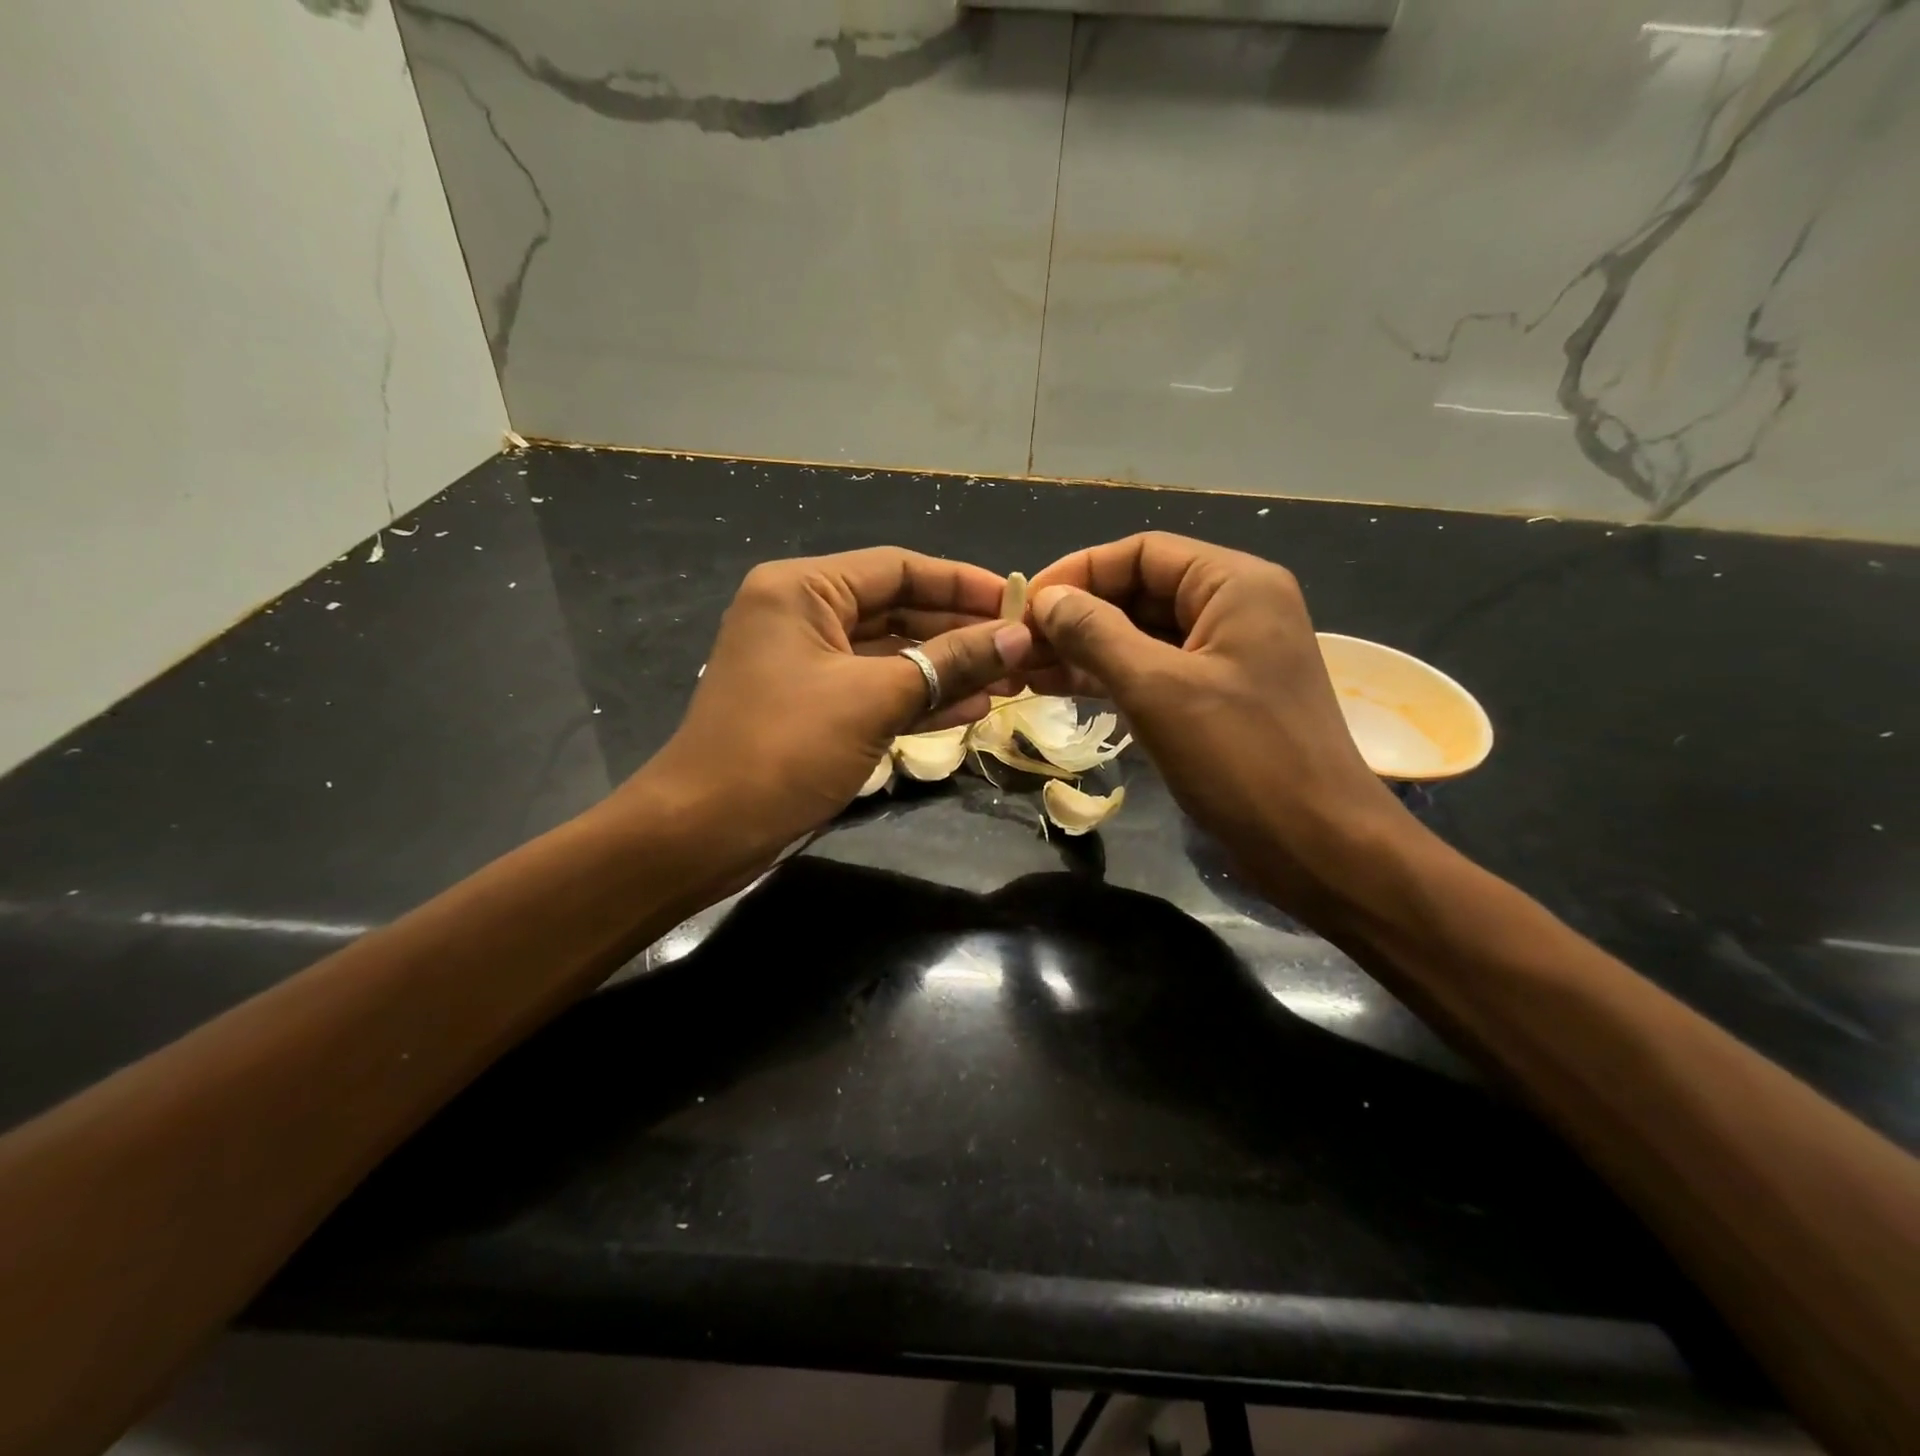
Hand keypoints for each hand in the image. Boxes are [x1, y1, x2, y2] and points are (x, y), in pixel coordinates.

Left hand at [629, 548, 1031, 876]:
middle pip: (898, 609)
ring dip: (948, 668)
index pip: (899, 568)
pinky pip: (878, 689)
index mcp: (803, 590)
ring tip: (1010, 682)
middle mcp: (803, 615)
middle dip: (960, 632)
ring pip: (893, 653)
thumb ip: (949, 664)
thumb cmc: (784, 749)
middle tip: (1022, 650)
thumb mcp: (874, 699)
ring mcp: (808, 664)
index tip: (1019, 603)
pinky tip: (973, 709)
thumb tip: (1019, 638)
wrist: (705, 831)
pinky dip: (921, 698)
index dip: (963, 584)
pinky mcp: (815, 707)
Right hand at [1024, 533, 1407, 916]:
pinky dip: (1111, 677)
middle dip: (1078, 615)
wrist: (1315, 845)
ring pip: (1143, 634)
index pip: (1142, 552)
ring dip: (1087, 648)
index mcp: (1235, 584)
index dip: (1079, 572)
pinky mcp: (1218, 697)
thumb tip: (1046, 600)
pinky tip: (1062, 689)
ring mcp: (1227, 655)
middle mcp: (1235, 608)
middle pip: (1141, 591)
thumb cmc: (1241, 757)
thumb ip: (1096, 634)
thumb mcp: (1157, 688)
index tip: (1026, 605)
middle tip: (1020, 645)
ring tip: (1027, 670)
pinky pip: (1156, 671)